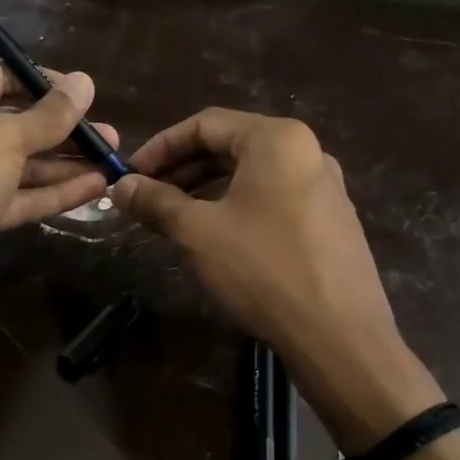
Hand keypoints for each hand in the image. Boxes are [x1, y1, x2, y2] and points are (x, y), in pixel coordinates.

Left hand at [0, 60, 118, 335]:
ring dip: (64, 163)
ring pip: (19, 164)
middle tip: (107, 133)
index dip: (42, 83)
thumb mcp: (6, 138)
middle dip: (60, 129)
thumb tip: (84, 81)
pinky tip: (94, 187)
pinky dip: (52, 192)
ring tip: (111, 161)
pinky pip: (17, 197)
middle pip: (12, 123)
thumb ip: (50, 115)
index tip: (84, 93)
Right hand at [111, 108, 441, 447]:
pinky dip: (235, 207)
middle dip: (181, 169)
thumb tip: (120, 186)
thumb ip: (155, 201)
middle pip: (230, 146)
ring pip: (251, 175)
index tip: (130, 176)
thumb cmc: (263, 269)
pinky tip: (216, 239)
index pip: (205, 124)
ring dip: (205, 190)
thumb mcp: (197, 232)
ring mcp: (325, 187)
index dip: (159, 147)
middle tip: (146, 198)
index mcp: (276, 139)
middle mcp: (306, 152)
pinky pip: (272, 199)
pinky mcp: (330, 221)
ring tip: (173, 219)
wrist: (339, 335)